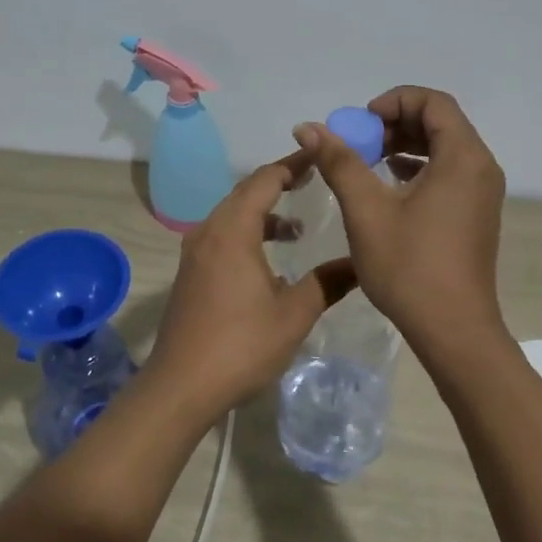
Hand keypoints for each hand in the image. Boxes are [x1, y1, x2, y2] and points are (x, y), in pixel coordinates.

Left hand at [139, 153, 356, 424]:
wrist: (180, 386)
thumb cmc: (240, 345)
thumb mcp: (294, 314)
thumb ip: (328, 282)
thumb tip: (361, 263)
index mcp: (233, 231)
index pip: (265, 179)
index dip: (294, 163)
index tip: (321, 155)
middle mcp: (209, 232)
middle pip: (245, 193)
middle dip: (279, 183)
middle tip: (314, 180)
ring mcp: (194, 254)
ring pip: (232, 217)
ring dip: (263, 214)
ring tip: (296, 230)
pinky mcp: (190, 275)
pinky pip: (222, 238)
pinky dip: (247, 235)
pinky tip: (269, 265)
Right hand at [292, 86, 507, 354]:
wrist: (453, 330)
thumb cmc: (409, 266)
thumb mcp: (366, 210)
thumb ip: (339, 162)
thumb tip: (309, 127)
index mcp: (463, 158)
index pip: (434, 102)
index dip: (393, 102)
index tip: (360, 124)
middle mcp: (481, 167)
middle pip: (440, 122)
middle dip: (396, 124)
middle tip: (359, 144)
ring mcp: (483, 193)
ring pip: (445, 149)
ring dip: (405, 146)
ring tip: (368, 163)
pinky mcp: (476, 214)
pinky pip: (449, 173)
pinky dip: (419, 169)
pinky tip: (389, 186)